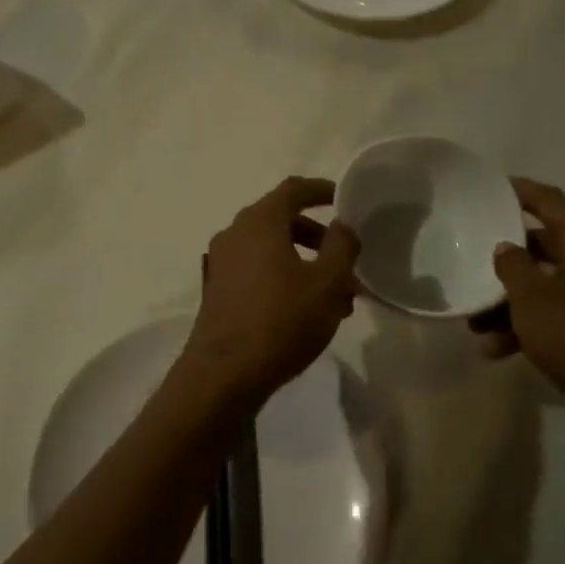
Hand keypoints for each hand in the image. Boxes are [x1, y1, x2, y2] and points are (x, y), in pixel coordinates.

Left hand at [182, 177, 360, 401]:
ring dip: (305, 264)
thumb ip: (341, 246)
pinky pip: (257, 271)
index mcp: (259, 221)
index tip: (344, 198)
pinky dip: (284, 279)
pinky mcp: (217, 290)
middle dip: (319, 239)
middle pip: (283, 221)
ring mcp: (221, 263)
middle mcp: (235, 234)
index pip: (293, 189)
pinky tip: (307, 312)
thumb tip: (342, 226)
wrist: (224, 374)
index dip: (321, 190)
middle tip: (347, 262)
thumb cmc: (281, 320)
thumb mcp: (328, 283)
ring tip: (337, 299)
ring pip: (272, 251)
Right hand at [476, 178, 564, 429]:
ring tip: (476, 326)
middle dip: (504, 261)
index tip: (488, 189)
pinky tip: (498, 350)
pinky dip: (530, 325)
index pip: (548, 200)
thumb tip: (507, 248)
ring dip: (510, 302)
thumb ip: (512, 266)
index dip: (518, 191)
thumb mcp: (531, 298)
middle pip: (543, 245)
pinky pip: (557, 312)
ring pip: (546, 284)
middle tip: (470, 263)